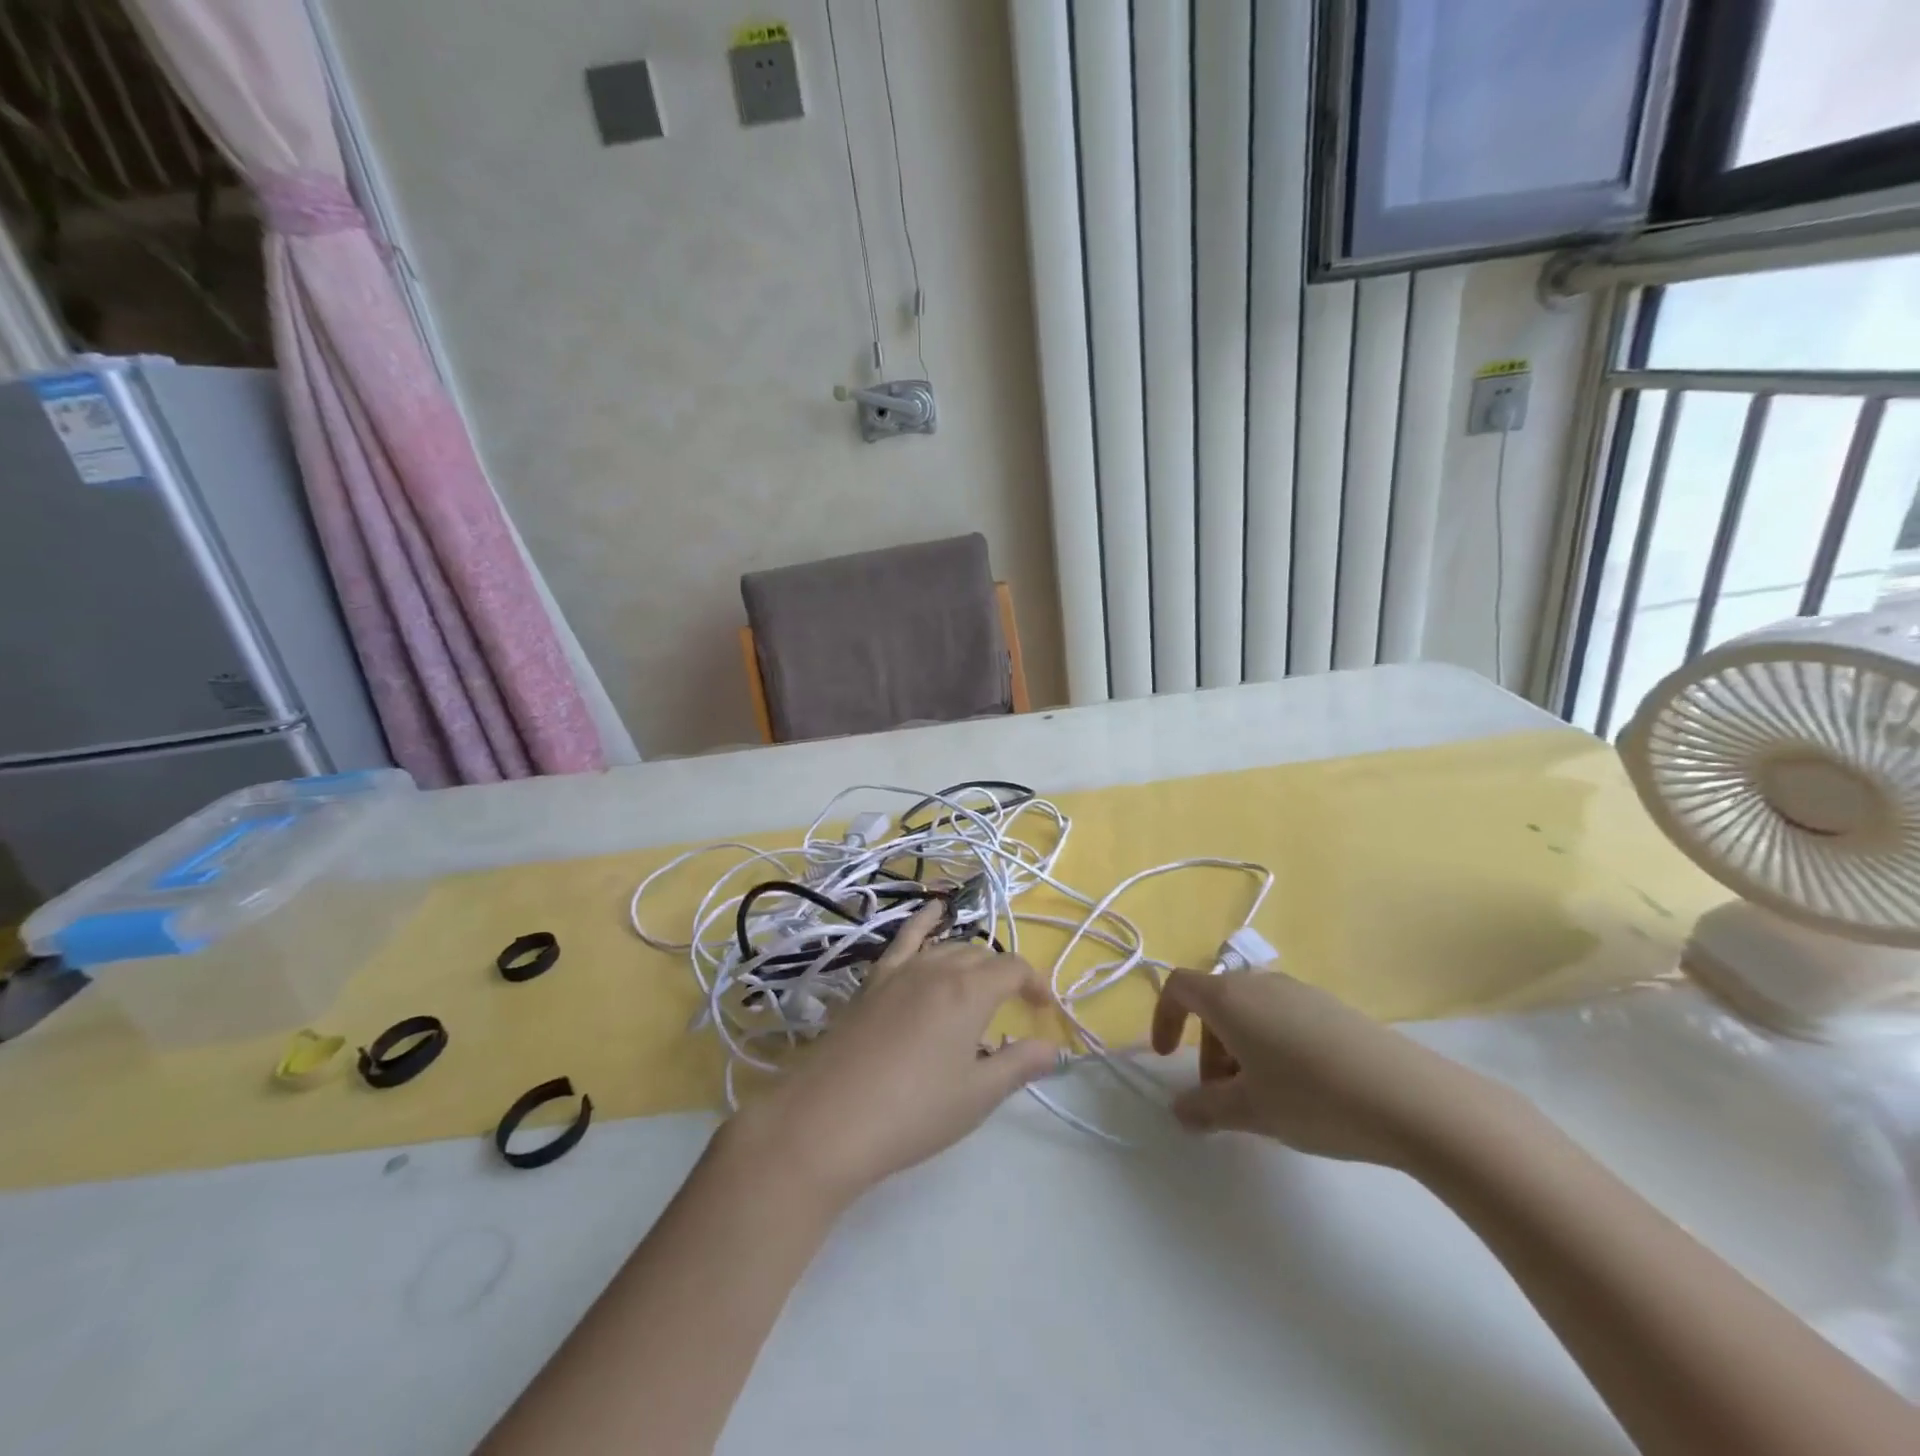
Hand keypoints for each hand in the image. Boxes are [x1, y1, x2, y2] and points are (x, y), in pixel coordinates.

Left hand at [724, 902, 1057, 1203]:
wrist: (829, 1120)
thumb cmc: (914, 1112)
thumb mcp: (976, 1096)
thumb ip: (1018, 1065)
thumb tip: (1053, 1049)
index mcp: (969, 991)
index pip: (1013, 969)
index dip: (1035, 985)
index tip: (1044, 1011)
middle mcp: (937, 968)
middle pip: (981, 957)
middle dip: (1003, 977)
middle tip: (1012, 1010)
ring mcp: (900, 970)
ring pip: (947, 949)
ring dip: (971, 961)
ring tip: (980, 983)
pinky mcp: (872, 981)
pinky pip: (904, 939)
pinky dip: (923, 921)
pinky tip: (932, 909)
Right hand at [1150, 968, 1513, 1169]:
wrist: (1412, 1098)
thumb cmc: (1313, 1099)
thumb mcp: (1251, 1111)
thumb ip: (1206, 1109)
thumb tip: (1180, 1110)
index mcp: (1231, 999)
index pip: (1179, 987)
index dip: (1164, 1017)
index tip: (1166, 1058)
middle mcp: (1262, 983)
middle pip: (1216, 1003)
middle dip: (1206, 1048)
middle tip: (1221, 1096)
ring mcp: (1301, 993)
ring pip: (1251, 1013)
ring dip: (1240, 1049)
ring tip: (1262, 1099)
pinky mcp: (1333, 1009)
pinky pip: (1284, 1018)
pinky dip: (1272, 1046)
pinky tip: (1302, 1090)